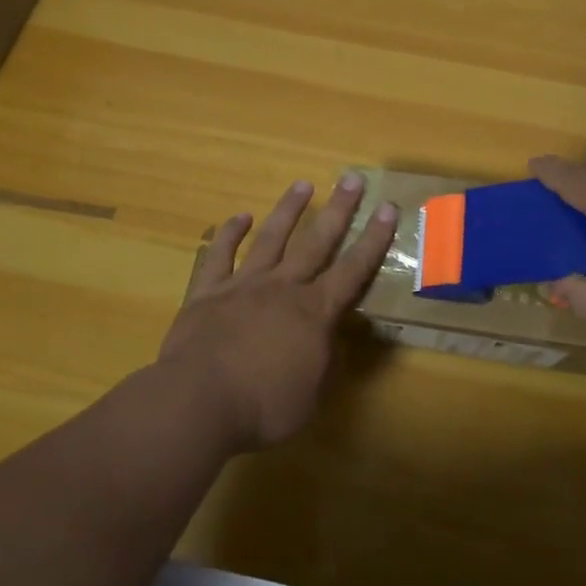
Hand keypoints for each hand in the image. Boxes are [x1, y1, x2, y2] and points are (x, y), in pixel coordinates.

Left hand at [158, 172, 398, 449]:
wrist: (197, 402)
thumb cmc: (263, 406)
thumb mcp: (312, 396)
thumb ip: (326, 364)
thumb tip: (334, 342)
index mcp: (314, 311)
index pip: (353, 269)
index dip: (373, 239)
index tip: (387, 207)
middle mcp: (284, 287)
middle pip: (316, 241)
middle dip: (338, 209)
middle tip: (351, 179)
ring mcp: (244, 285)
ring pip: (271, 239)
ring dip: (288, 210)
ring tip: (302, 184)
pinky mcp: (207, 293)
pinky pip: (219, 256)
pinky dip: (229, 235)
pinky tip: (239, 217)